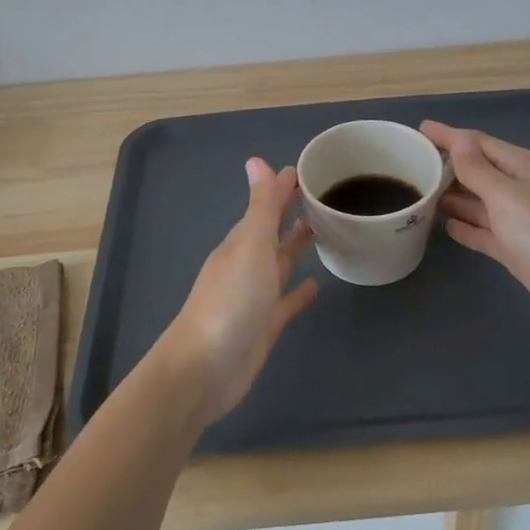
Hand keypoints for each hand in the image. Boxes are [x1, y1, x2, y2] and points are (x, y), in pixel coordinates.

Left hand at [158, 158, 318, 424]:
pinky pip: (286, 302)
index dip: (284, 187)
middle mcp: (247, 264)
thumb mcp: (250, 247)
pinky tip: (317, 286)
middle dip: (291, 213)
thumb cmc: (230, 301)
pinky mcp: (264, 326)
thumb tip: (257, 160)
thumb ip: (260, 207)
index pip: (266, 205)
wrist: (205, 369)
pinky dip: (299, 292)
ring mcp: (254, 296)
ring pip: (279, 263)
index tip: (312, 170)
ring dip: (295, 247)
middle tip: (323, 196)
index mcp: (242, 242)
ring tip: (323, 230)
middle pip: (272, 231)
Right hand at [421, 121, 529, 330]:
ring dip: (451, 197)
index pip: (477, 143)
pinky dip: (465, 227)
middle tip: (410, 163)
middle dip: (446, 165)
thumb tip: (458, 140)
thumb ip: (478, 170)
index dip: (448, 136)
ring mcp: (516, 220)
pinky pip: (483, 231)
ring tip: (419, 193)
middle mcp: (518, 188)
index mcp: (521, 166)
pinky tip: (445, 227)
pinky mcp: (514, 248)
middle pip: (476, 170)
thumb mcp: (507, 195)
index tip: (418, 130)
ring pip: (477, 201)